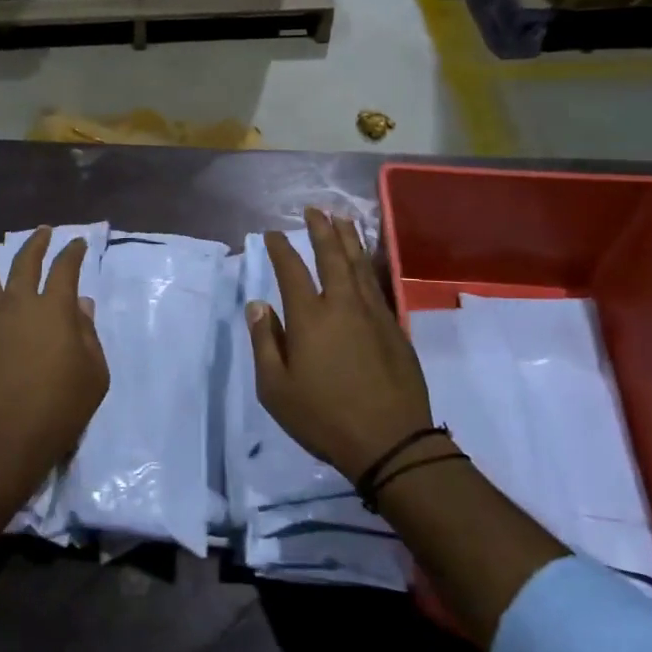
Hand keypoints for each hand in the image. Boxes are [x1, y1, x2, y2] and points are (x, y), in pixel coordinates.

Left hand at [0, 226, 109, 507]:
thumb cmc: (58, 410)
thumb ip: (88, 335)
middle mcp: (19, 304)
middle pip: (25, 263)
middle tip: (41, 230)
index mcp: (55, 310)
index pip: (65, 270)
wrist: (3, 441)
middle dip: (35, 243)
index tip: (77, 243)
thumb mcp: (93, 375)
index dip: (72, 253)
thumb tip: (82, 304)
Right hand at [246, 208, 433, 481]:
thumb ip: (264, 342)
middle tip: (313, 210)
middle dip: (321, 230)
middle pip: (331, 256)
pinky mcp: (394, 327)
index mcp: (310, 317)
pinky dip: (367, 265)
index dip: (280, 248)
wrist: (390, 441)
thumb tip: (258, 305)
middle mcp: (342, 305)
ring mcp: (372, 314)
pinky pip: (376, 284)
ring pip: (359, 265)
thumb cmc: (323, 417)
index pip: (291, 270)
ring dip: (349, 239)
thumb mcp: (276, 388)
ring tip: (342, 219)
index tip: (272, 234)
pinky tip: (364, 262)